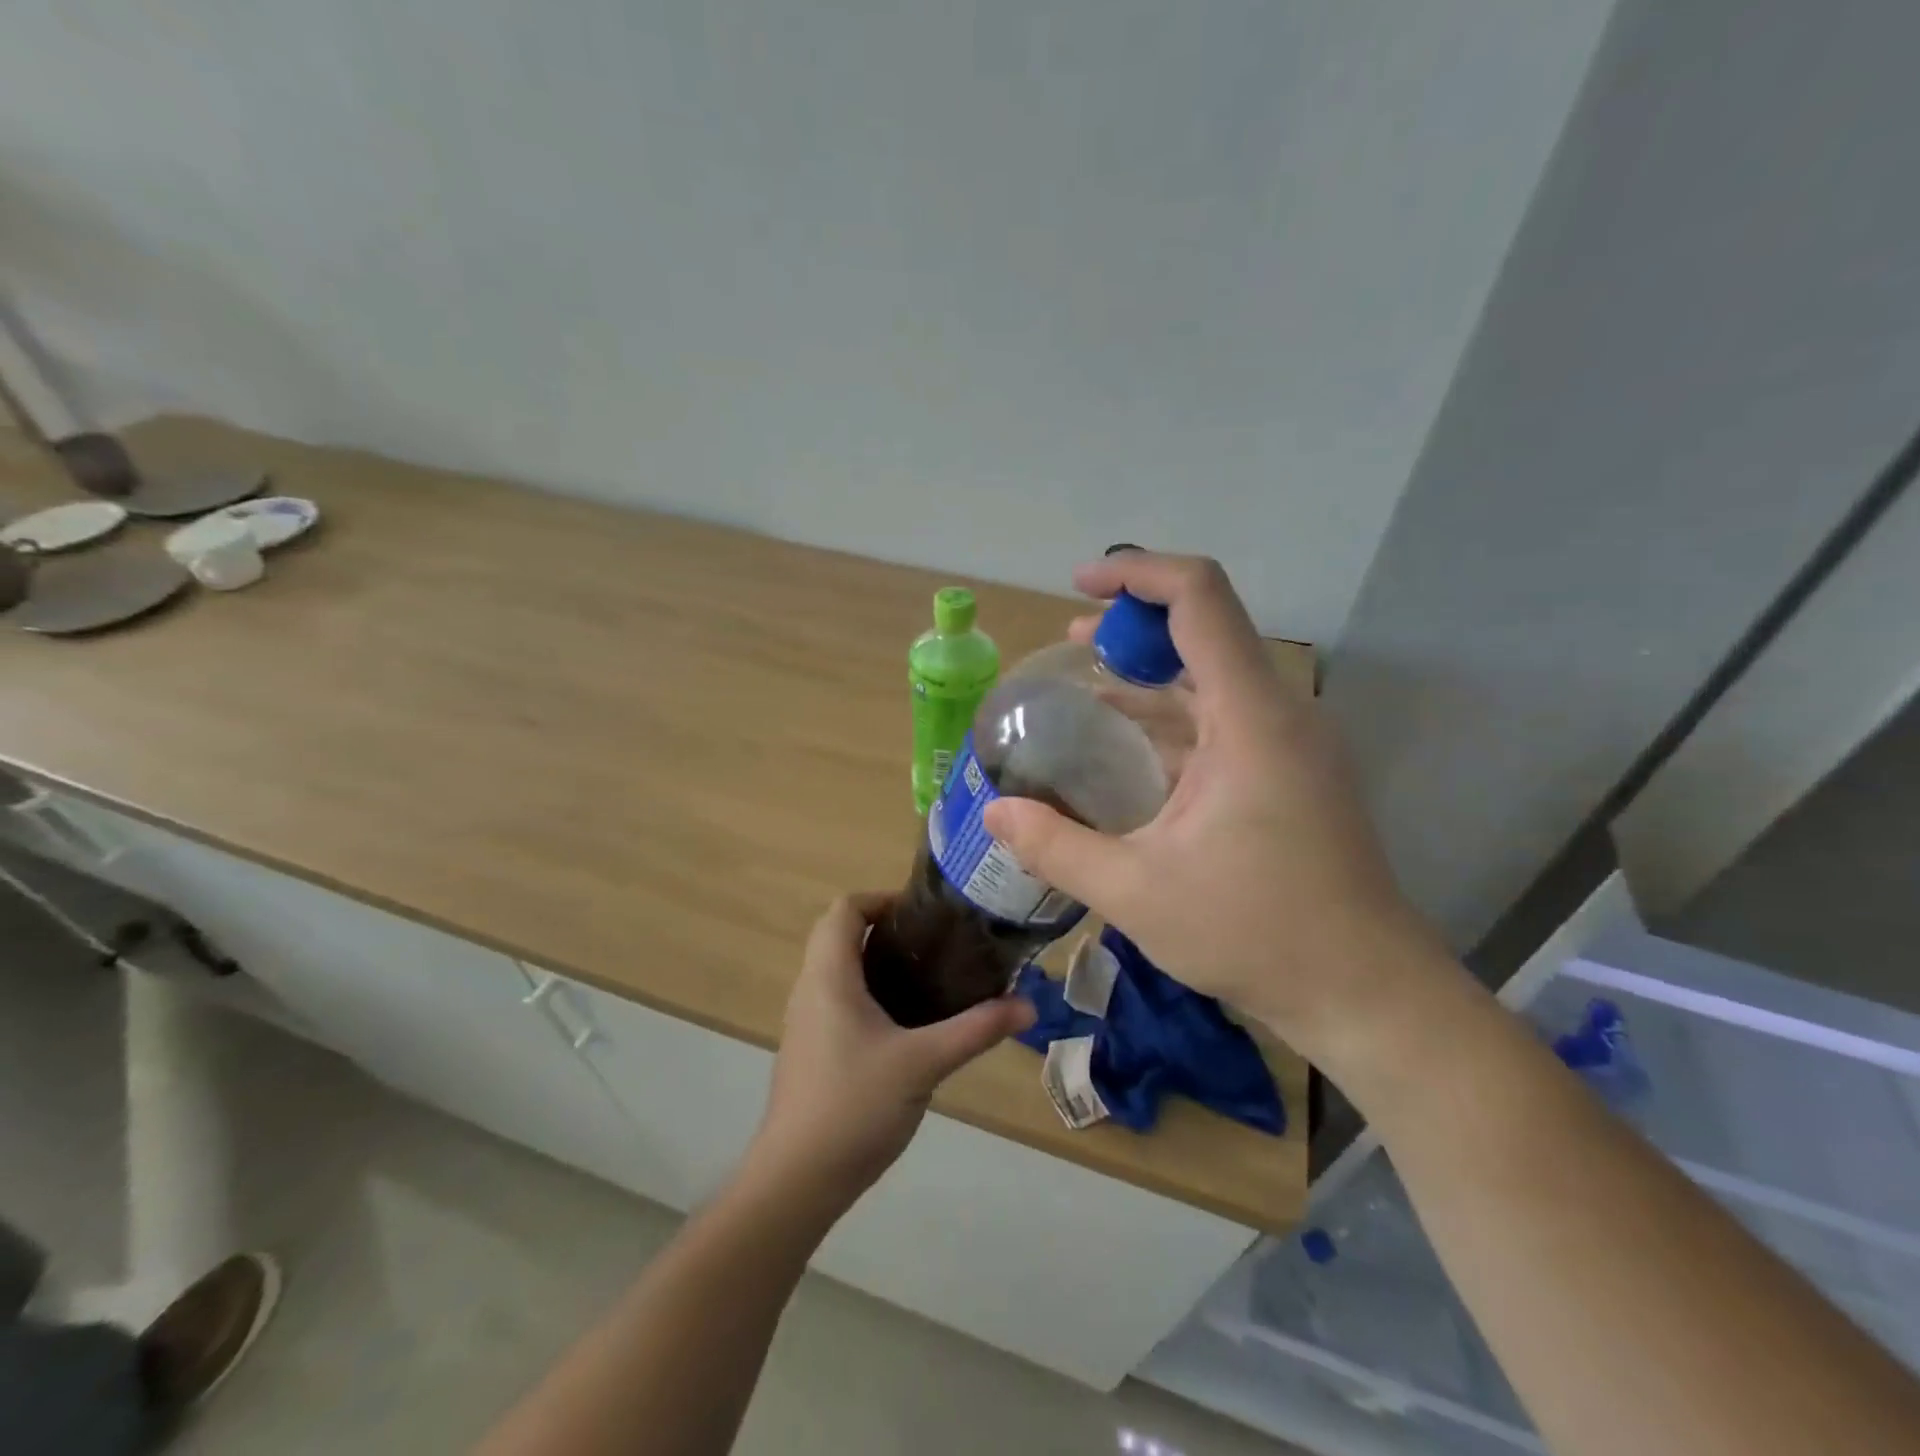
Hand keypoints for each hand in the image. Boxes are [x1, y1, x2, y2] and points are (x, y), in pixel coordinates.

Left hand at [748, 894, 1034, 1207]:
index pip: (844, 908)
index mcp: (830, 976)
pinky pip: (839, 999)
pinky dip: (870, 992)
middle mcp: (811, 989)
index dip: (881, 899)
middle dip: (886, 929)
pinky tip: (907, 1024)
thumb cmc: (854, 1106)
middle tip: (935, 945)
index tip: (924, 915)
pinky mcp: (811, 1049)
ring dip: (878, 961)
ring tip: (930, 977)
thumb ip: (976, 1030)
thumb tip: (1028, 1006)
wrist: (796, 1180)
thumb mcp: (924, 1063)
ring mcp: (807, 1021)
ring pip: (840, 969)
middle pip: (841, 934)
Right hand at [981, 552, 1451, 1071]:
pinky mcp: (1289, 772)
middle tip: (1073, 643)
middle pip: (1206, 628)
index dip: (1137, 574)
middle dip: (1135, 624)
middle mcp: (1277, 714)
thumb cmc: (1256, 934)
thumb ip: (1056, 847)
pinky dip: (1174, 713)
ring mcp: (1289, 743)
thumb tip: (993, 812)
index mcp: (1250, 718)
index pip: (1199, 599)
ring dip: (1153, 670)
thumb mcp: (1136, 893)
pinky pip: (1223, 717)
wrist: (1364, 991)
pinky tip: (1129, 742)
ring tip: (1089, 681)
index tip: (1080, 588)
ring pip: (1215, 675)